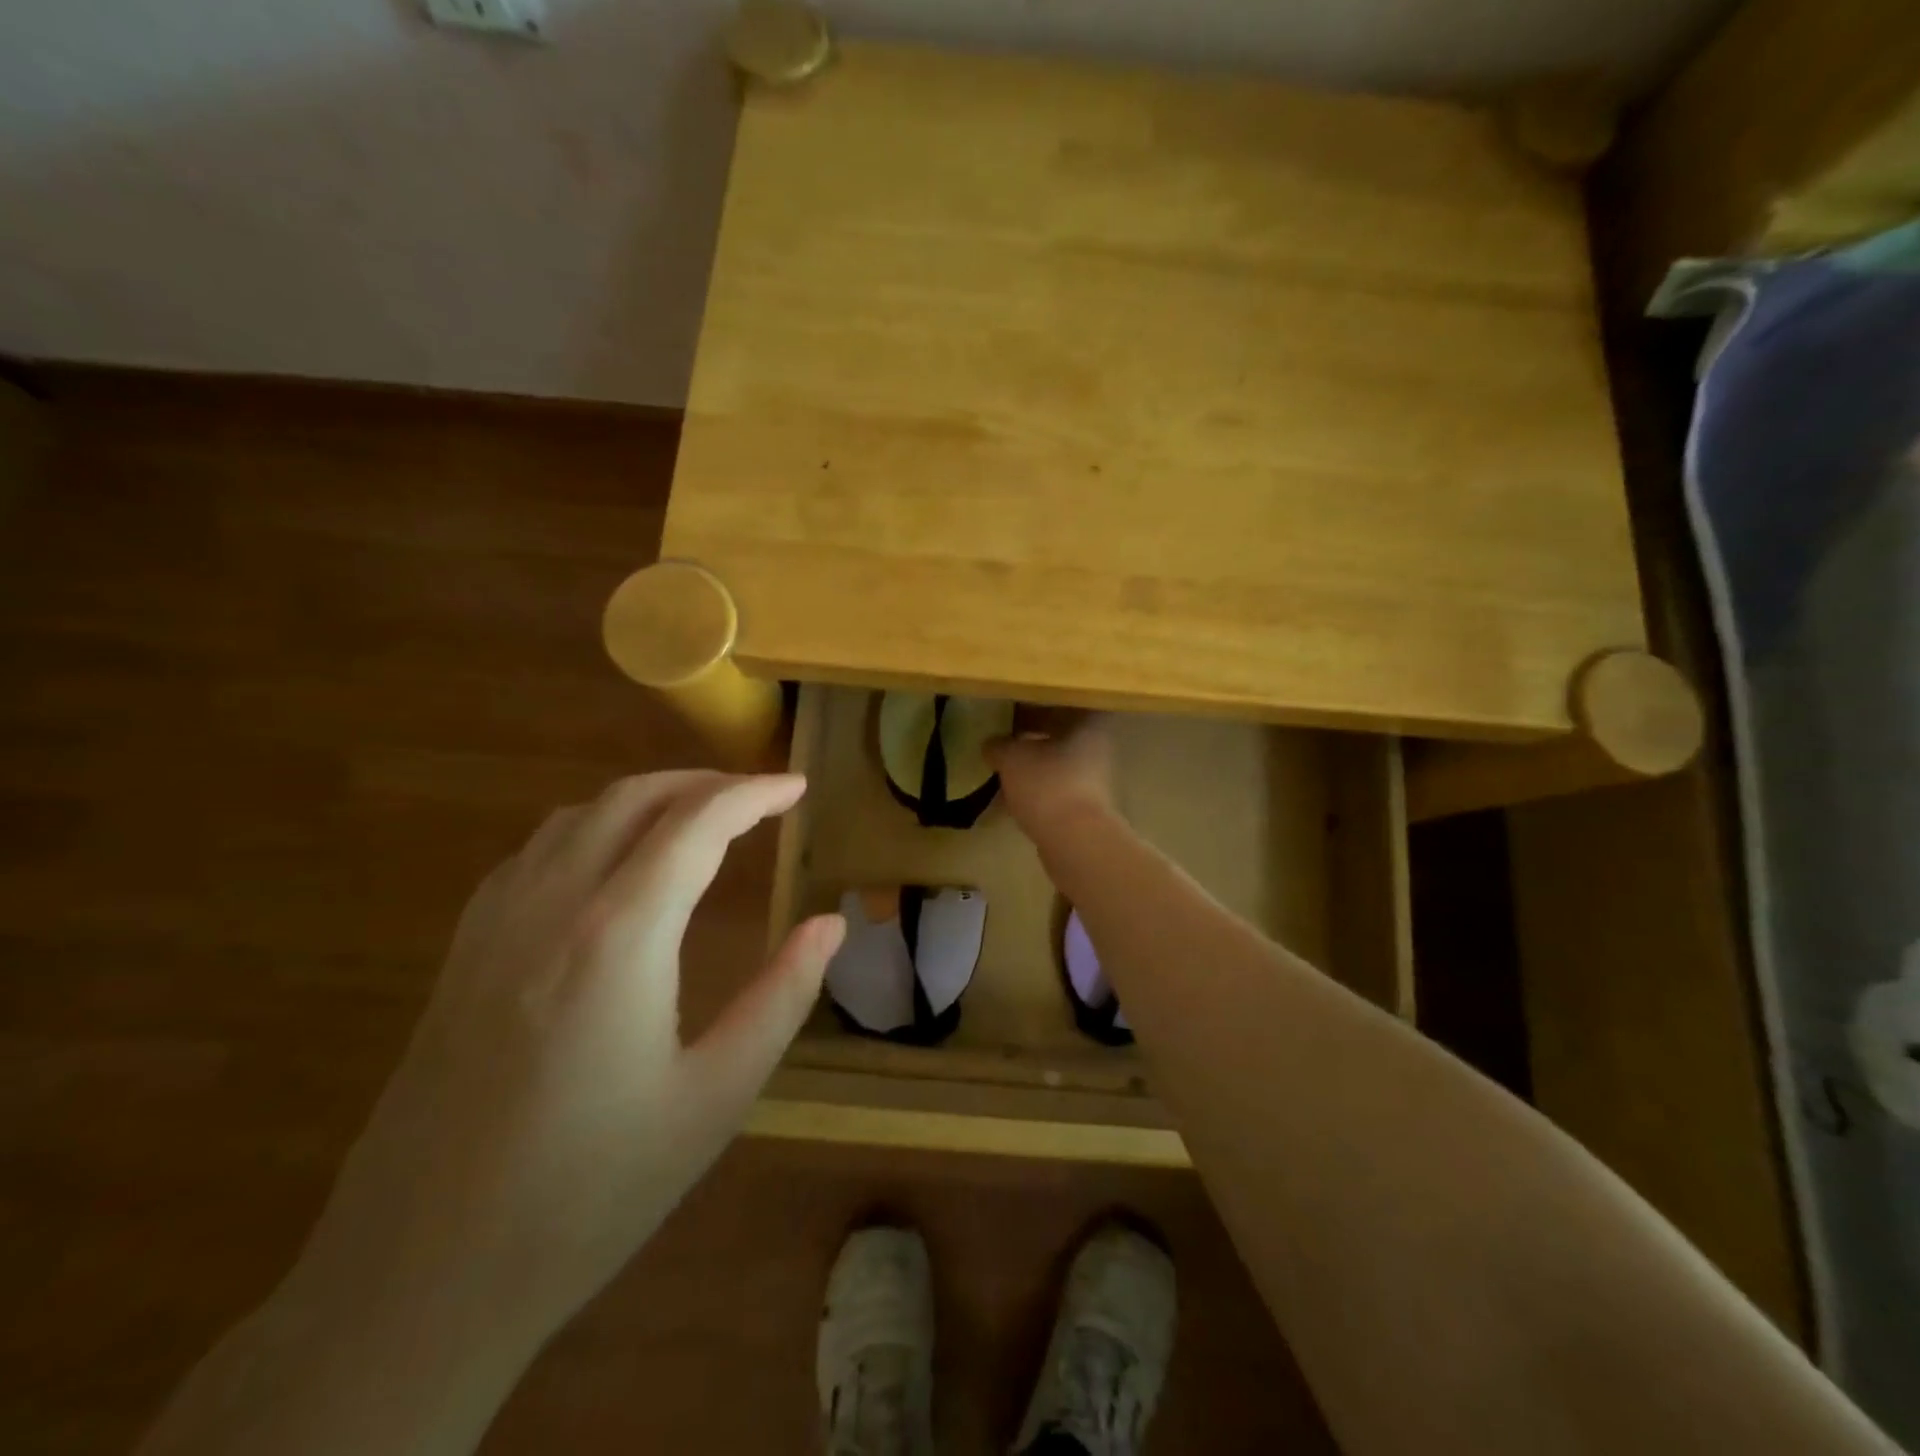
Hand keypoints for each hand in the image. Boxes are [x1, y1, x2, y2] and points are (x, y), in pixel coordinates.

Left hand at [288, 771, 845, 1349]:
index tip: (798, 787)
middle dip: (704, 783)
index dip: (755, 794)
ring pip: (577, 816)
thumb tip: (830, 923)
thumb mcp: (715, 1097)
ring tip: (697, 819)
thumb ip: (781, 996)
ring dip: (646, 799)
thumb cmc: (591, 1190)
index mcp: (621, 934)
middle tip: (758, 797)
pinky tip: (610, 865)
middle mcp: (552, 906)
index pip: (698, 823)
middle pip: (633, 799)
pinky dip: (590, 829)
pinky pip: (533, 853)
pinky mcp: (462, 954)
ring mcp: (495, 926)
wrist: (420, 1280)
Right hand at [987, 710, 1115, 841]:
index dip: (1038, 700)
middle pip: (1061, 730)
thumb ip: (998, 745)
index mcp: (1088, 722)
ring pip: (1057, 760)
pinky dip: (1035, 788)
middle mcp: (1098, 746)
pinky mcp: (1086, 805)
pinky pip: (1055, 787)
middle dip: (1031, 733)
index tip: (1013, 703)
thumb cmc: (1047, 784)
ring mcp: (1095, 778)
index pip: (1064, 699)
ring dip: (1032, 762)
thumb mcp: (1011, 757)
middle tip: (1001, 733)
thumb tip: (991, 745)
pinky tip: (1009, 796)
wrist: (1075, 840)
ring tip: (1001, 765)